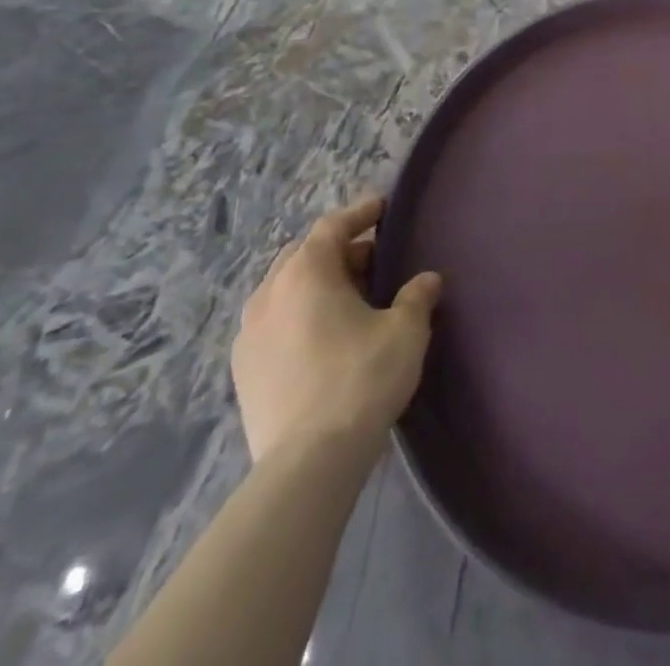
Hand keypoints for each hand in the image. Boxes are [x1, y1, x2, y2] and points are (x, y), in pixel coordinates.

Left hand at [231, 195, 441, 463]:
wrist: (308, 462)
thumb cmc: (361, 378)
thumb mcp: (404, 331)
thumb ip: (416, 297)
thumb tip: (426, 280)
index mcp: (306, 272)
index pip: (333, 226)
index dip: (360, 213)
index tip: (382, 207)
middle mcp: (270, 292)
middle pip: (305, 255)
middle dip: (339, 250)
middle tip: (373, 260)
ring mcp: (249, 333)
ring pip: (285, 289)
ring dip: (316, 285)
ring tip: (348, 299)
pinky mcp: (243, 370)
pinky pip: (273, 323)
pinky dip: (298, 315)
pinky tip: (321, 337)